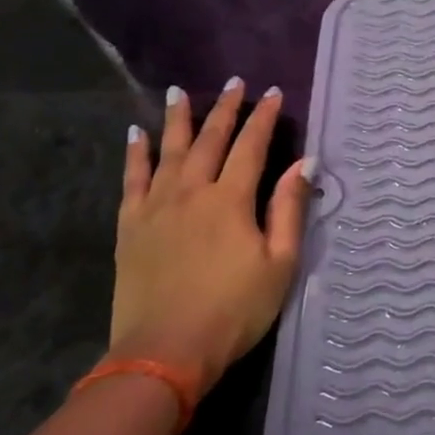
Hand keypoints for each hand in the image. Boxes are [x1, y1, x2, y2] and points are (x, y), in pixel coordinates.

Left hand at [111, 79, 311, 394]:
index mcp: (231, 200)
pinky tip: (136, 134)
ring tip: (180, 91)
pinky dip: (135, 153)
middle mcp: (191, 192)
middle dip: (224, 109)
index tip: (274, 93)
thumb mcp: (280, 263)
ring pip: (168, 150)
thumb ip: (289, 209)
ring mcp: (156, 207)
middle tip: (234, 83)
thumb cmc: (235, 310)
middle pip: (210, 140)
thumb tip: (303, 164)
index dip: (264, 118)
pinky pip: (132, 179)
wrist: (165, 351)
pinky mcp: (131, 226)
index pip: (251, 147)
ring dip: (177, 118)